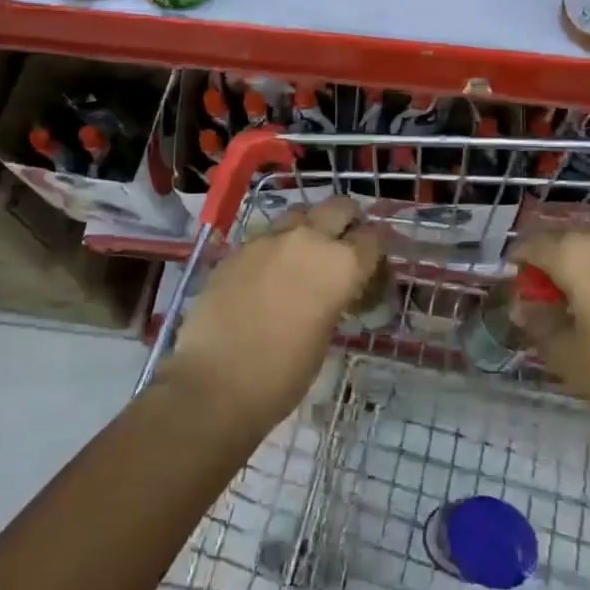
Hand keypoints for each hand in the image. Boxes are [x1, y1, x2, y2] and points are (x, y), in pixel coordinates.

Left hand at [161, 197, 382, 433]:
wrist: (215, 383)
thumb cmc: (282, 374)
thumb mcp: (325, 336)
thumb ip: (333, 298)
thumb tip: (330, 289)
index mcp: (341, 265)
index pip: (372, 238)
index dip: (374, 249)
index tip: (371, 262)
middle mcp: (309, 239)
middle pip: (339, 207)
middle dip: (347, 221)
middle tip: (342, 245)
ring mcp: (269, 239)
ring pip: (300, 213)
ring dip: (309, 227)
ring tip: (303, 255)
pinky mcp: (238, 248)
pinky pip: (266, 236)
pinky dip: (275, 247)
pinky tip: (267, 274)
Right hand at [515, 229, 589, 448]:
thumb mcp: (565, 353)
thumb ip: (538, 321)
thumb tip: (522, 305)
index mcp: (579, 254)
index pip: (535, 245)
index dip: (521, 263)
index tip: (515, 284)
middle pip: (571, 244)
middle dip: (555, 267)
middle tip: (548, 301)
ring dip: (588, 272)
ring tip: (585, 307)